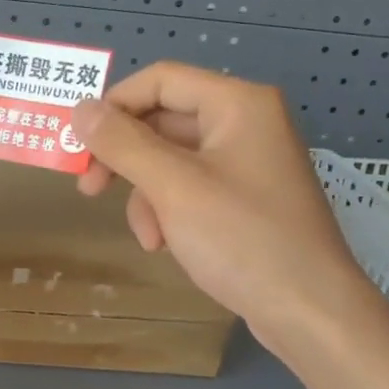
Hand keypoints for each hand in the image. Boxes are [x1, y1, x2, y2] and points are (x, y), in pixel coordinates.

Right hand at [70, 63, 371, 357]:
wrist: (309, 309)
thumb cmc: (242, 239)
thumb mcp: (173, 188)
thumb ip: (123, 144)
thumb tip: (80, 109)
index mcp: (237, 104)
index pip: (160, 79)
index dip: (114, 105)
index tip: (78, 144)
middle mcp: (246, 123)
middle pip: (164, 121)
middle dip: (125, 158)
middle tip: (88, 188)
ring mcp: (248, 163)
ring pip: (172, 161)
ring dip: (147, 195)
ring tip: (148, 238)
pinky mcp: (246, 200)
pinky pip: (192, 189)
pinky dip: (170, 212)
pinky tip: (166, 245)